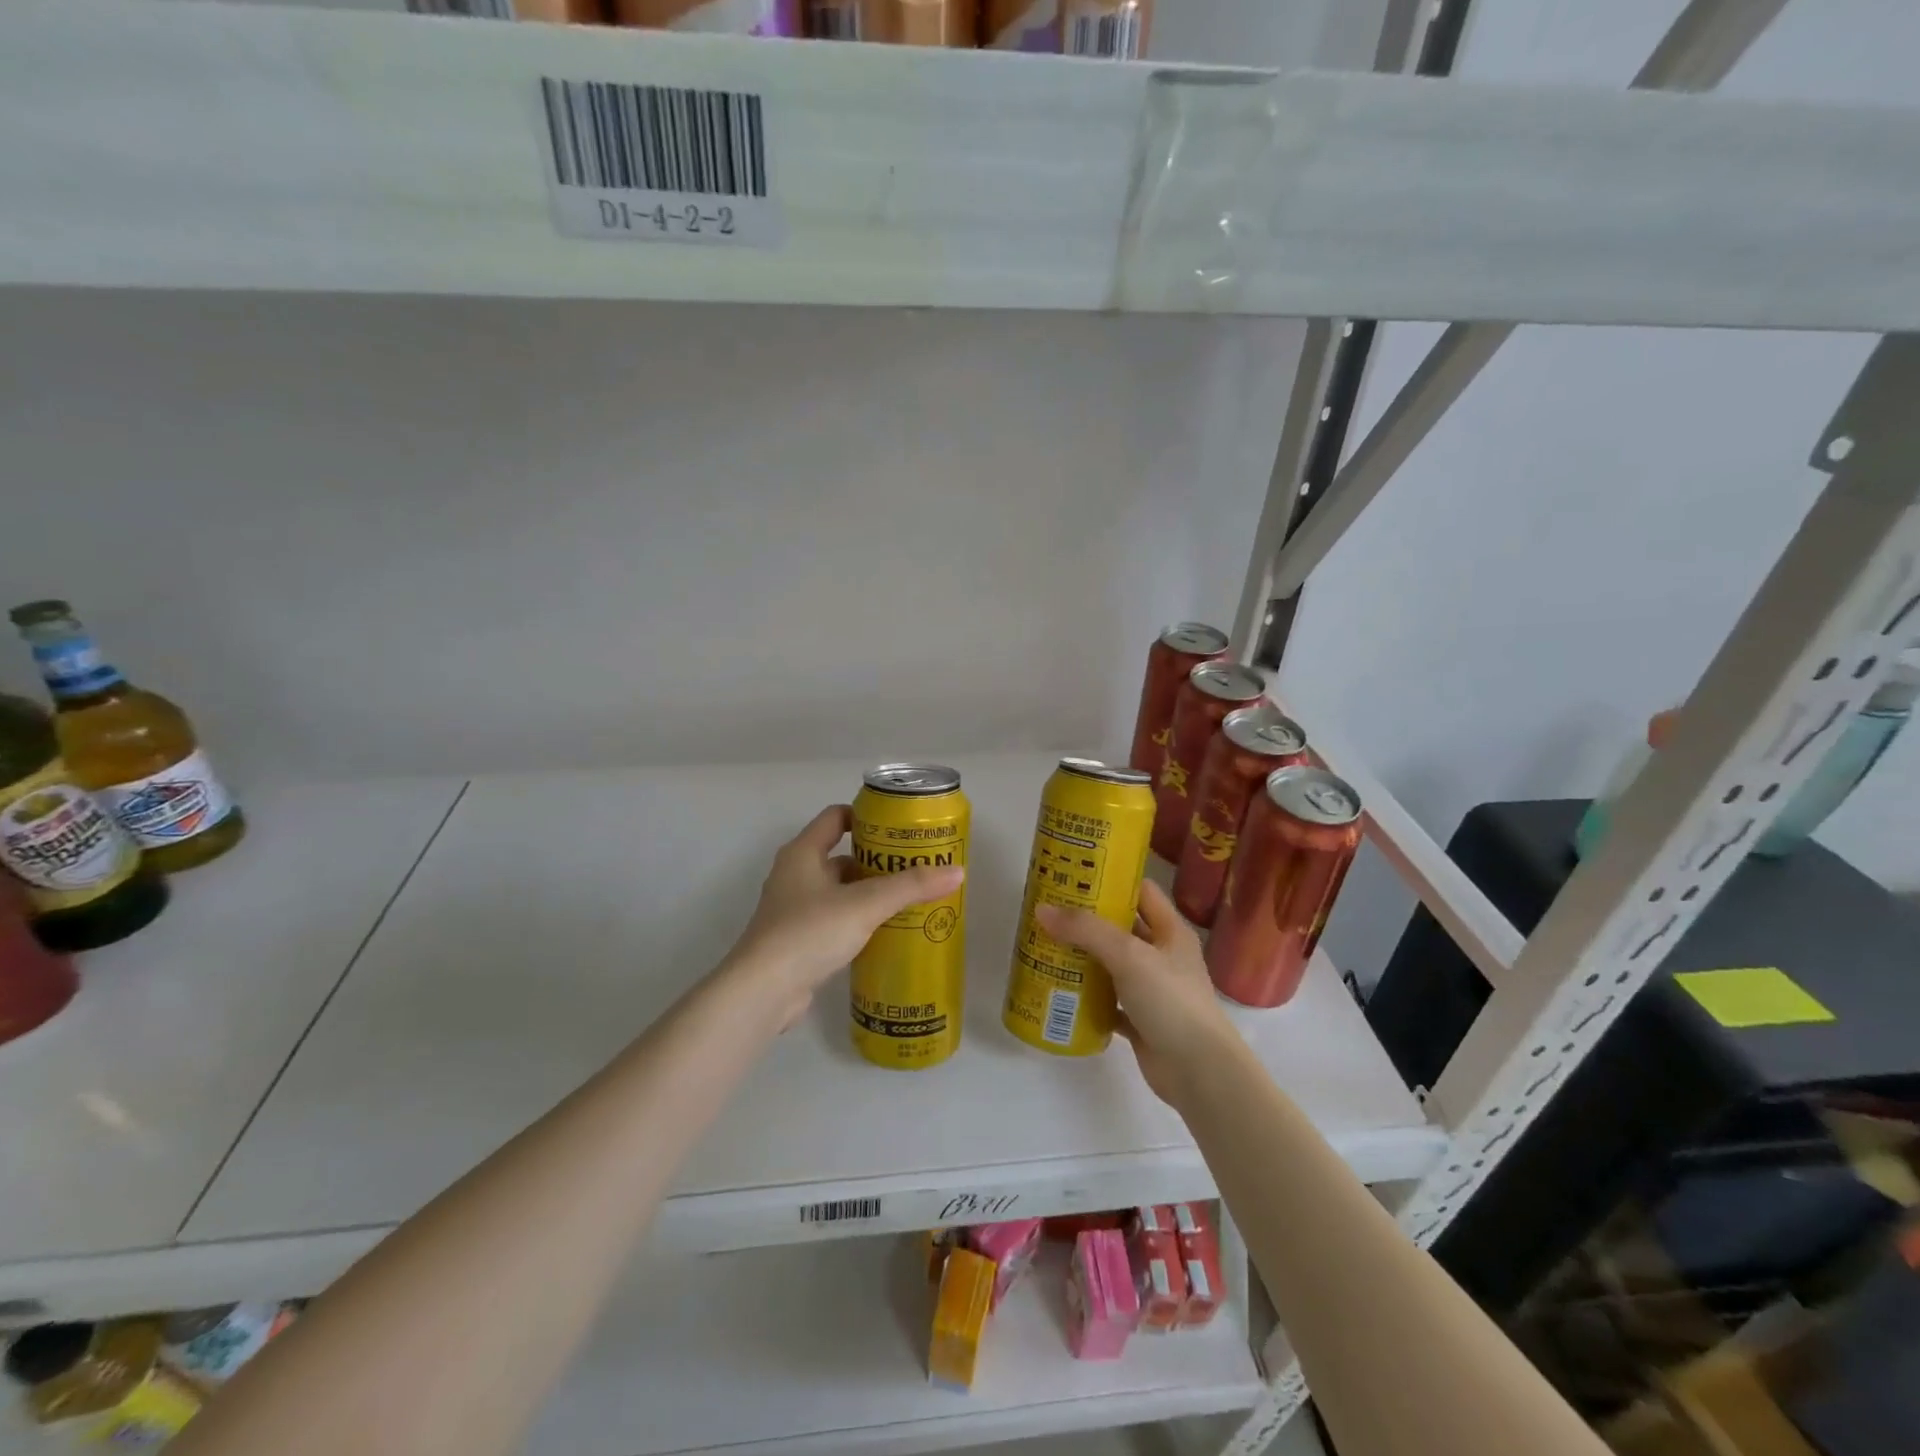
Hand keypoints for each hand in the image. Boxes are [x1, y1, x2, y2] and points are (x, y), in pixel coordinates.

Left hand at [726, 805, 964, 1028]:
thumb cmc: (809, 932)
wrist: (764, 992)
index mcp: (803, 853)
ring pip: (839, 891)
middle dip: (877, 860)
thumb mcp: (865, 904)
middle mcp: (795, 874)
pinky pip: (834, 919)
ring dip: (869, 893)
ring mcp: (793, 909)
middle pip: (841, 855)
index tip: (900, 828)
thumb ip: (910, 887)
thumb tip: (957, 872)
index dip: (866, 817)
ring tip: (908, 900)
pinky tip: (885, 932)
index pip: (836, 817)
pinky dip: (858, 920)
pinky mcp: (797, 940)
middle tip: (915, 867)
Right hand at [1036, 880, 1241, 1105]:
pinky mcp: (1140, 1020)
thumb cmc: (1170, 1000)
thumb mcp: (1128, 955)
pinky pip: (1107, 1002)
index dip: (1111, 880)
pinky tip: (1060, 991)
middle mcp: (1162, 956)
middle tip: (1049, 911)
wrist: (1199, 1072)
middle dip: (1087, 921)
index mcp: (1170, 931)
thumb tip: (1042, 910)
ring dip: (1083, 959)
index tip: (1074, 875)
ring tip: (1045, 946)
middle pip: (1120, 929)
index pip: (1141, 892)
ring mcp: (1152, 990)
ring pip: (1111, 966)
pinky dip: (1087, 997)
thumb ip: (1086, 931)